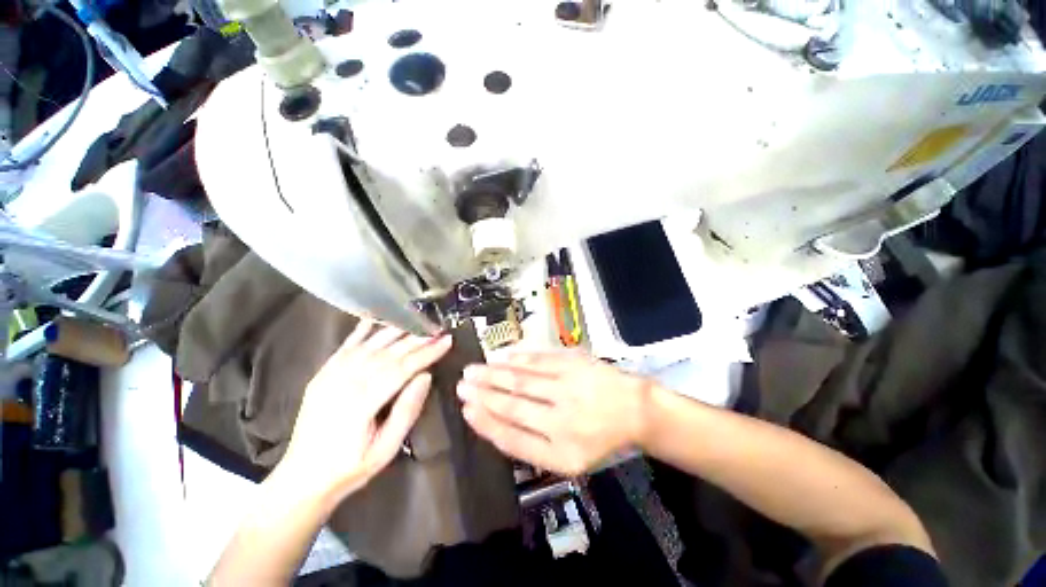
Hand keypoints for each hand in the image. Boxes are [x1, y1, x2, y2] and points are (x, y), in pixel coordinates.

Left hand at [277, 320, 452, 502]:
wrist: (301, 479)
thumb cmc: (349, 468)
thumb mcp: (385, 450)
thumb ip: (406, 411)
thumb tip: (426, 376)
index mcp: (362, 403)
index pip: (403, 368)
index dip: (427, 353)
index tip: (447, 341)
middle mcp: (345, 382)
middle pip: (389, 352)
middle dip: (417, 338)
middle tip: (438, 328)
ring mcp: (331, 375)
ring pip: (370, 344)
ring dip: (396, 330)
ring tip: (418, 321)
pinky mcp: (323, 373)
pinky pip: (346, 345)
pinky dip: (362, 330)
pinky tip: (376, 318)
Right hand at [457, 352, 652, 475]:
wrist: (634, 409)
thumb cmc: (600, 437)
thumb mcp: (569, 458)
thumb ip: (533, 445)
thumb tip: (496, 422)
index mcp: (560, 454)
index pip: (512, 438)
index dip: (485, 422)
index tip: (466, 409)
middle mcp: (562, 421)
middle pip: (512, 405)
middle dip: (482, 394)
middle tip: (461, 384)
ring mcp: (568, 388)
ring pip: (521, 380)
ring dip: (493, 374)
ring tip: (473, 370)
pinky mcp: (573, 364)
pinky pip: (538, 360)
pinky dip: (516, 358)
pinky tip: (500, 357)